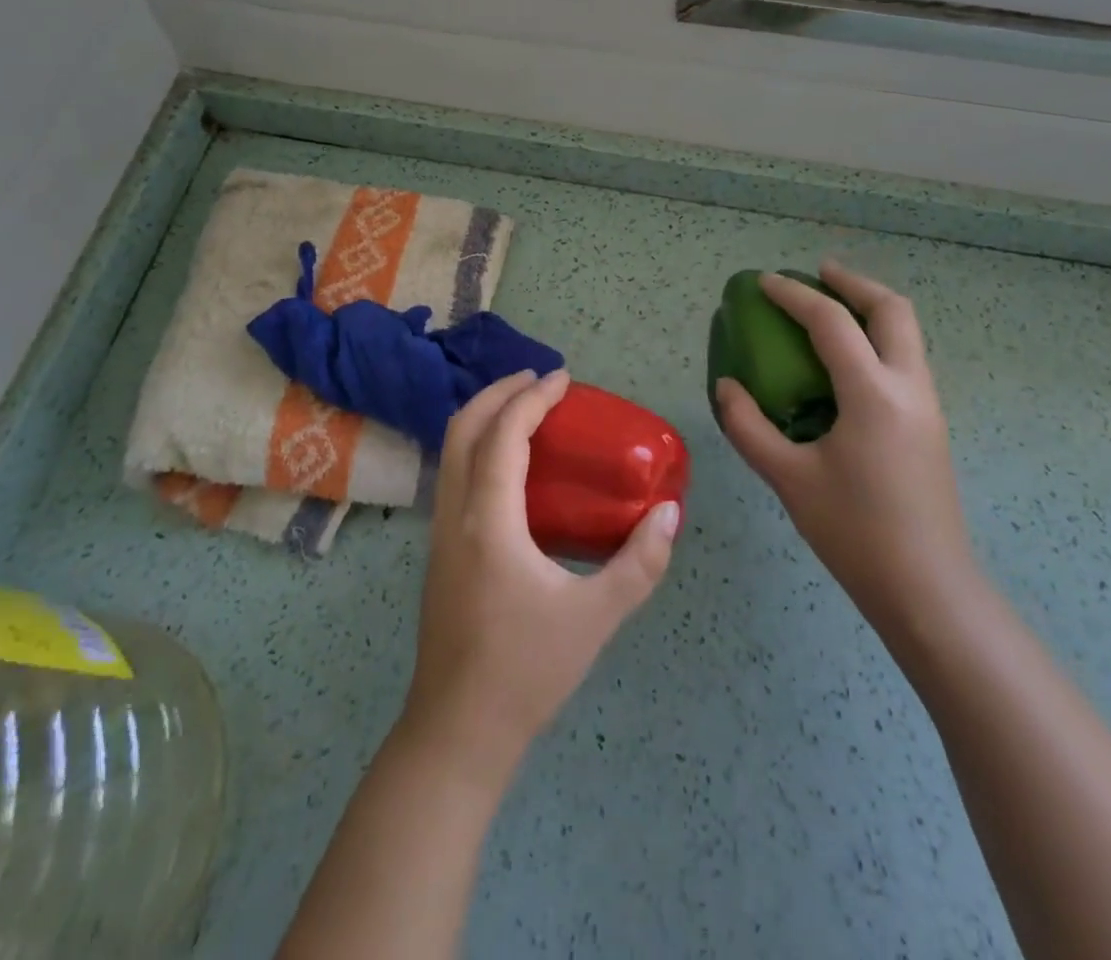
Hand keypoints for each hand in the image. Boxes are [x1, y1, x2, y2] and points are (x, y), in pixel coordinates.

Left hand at [401, 368, 679, 786]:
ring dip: (485, 418)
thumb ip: (639, 563)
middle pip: (463, 428)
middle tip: (540, 382)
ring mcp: (440, 532)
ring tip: (527, 412)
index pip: (503, 434)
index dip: (532, 397)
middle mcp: (455, 514)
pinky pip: (454, 475)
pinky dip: (479, 447)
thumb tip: (670, 513)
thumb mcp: (595, 617)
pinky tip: (513, 468)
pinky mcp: (440, 550)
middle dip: (499, 393)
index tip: (563, 379)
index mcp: (488, 521)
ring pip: (451, 451)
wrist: (458, 731)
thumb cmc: (527, 671)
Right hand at [715, 261, 975, 649]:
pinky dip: (876, 340)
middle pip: (891, 310)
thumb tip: (728, 387)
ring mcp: (927, 406)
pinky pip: (905, 360)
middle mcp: (909, 388)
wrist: (927, 589)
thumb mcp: (788, 477)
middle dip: (853, 283)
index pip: (832, 323)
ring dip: (869, 309)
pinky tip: (845, 364)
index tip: (764, 283)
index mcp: (872, 394)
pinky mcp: (930, 426)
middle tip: (817, 274)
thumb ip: (749, 426)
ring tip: (830, 310)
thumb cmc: (853, 531)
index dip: (794, 296)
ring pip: (906, 333)